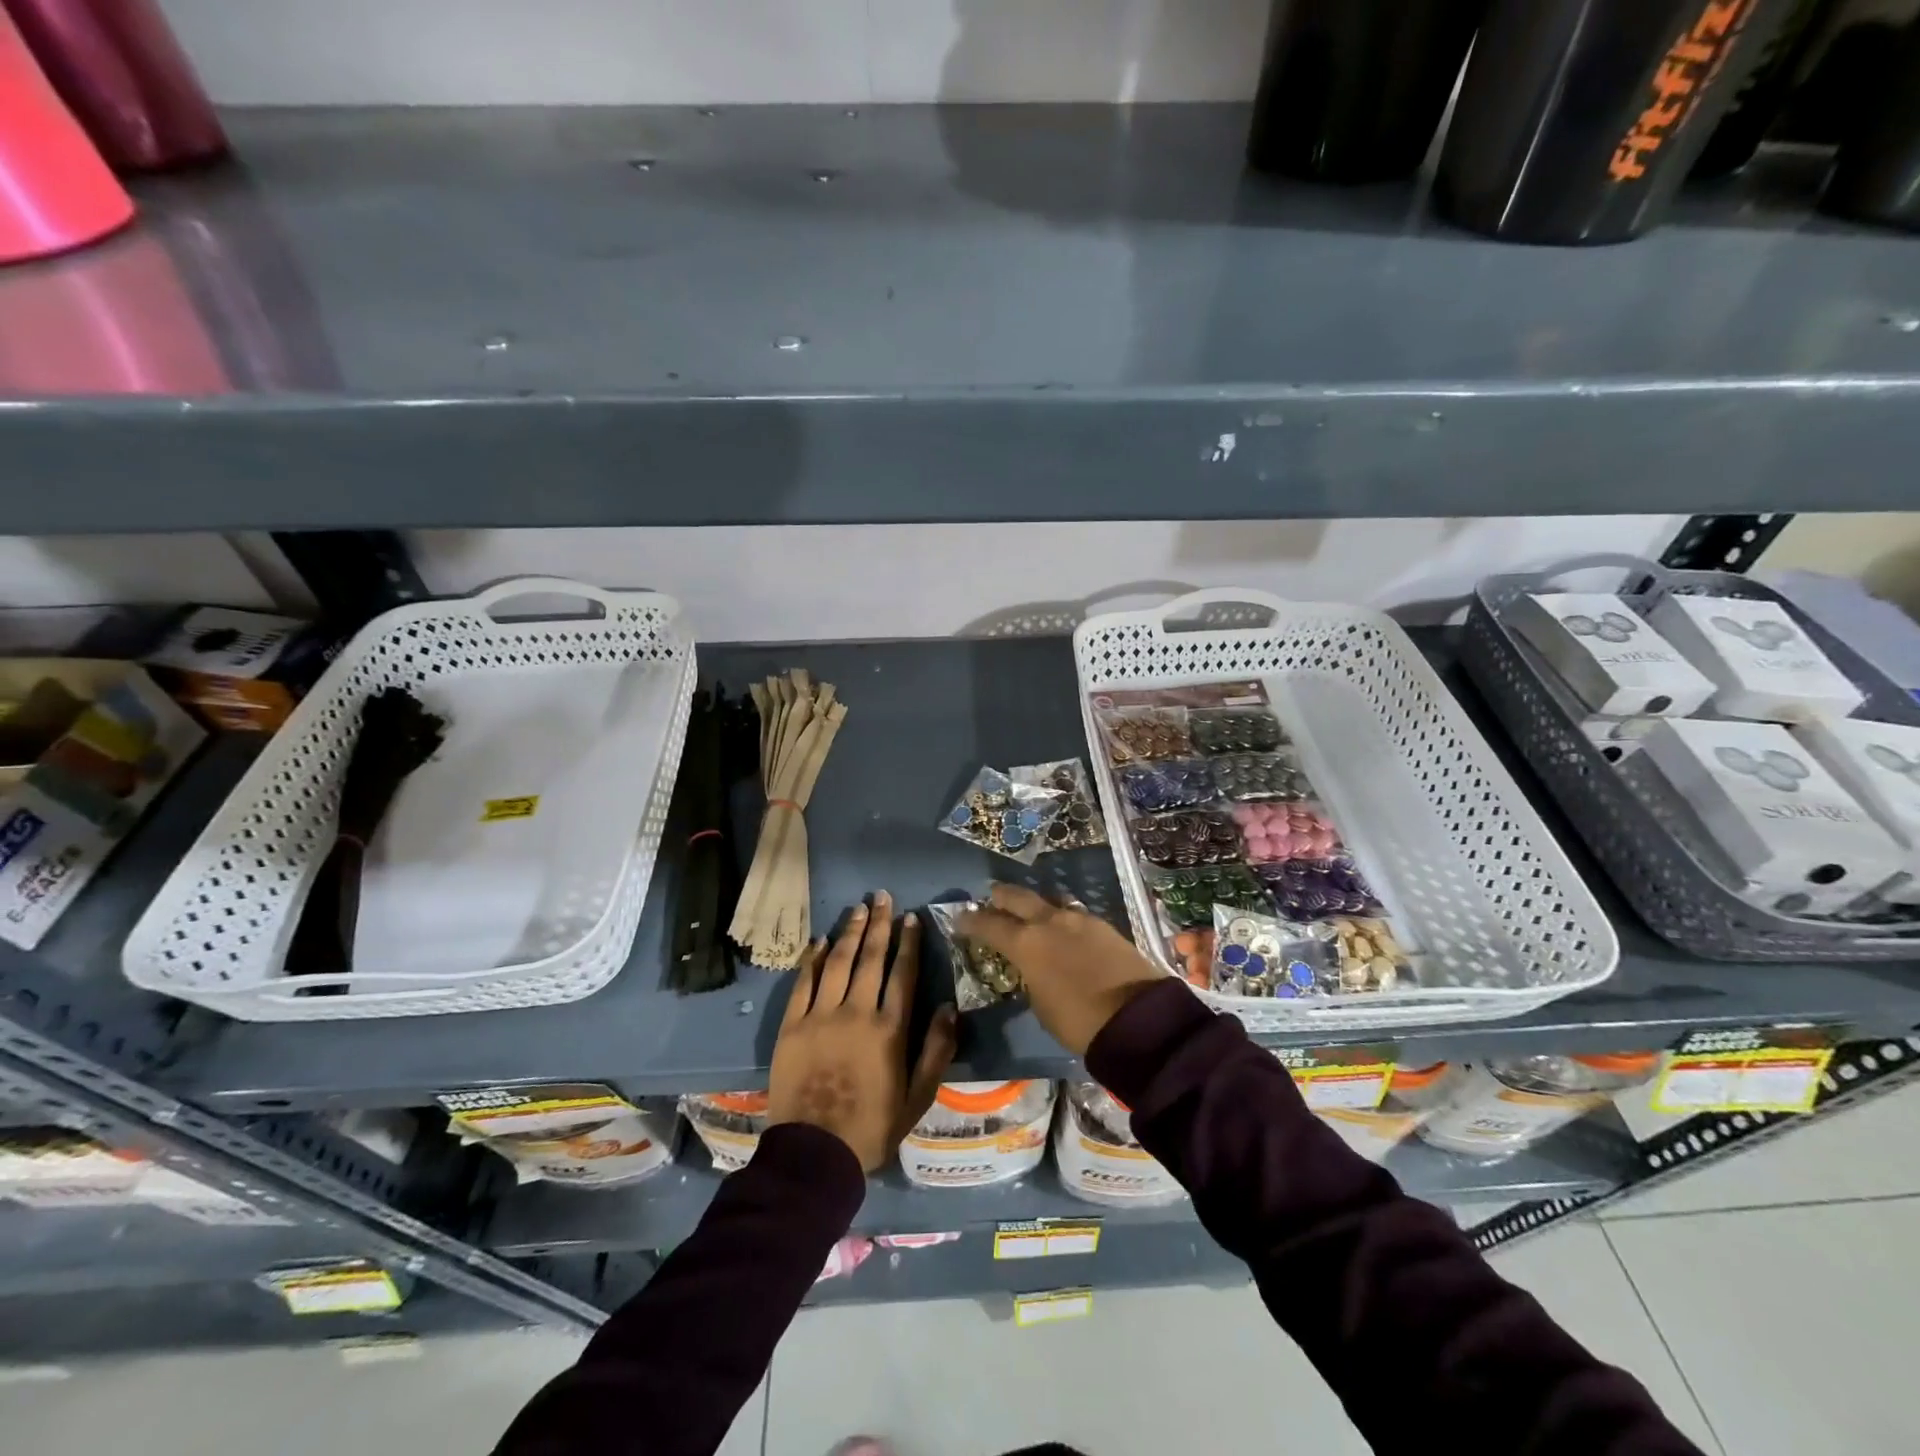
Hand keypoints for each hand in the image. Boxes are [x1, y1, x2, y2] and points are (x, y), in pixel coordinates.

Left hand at [767, 891, 958, 1172]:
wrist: (814, 1154)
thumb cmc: (872, 1127)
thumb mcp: (918, 1097)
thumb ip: (937, 1050)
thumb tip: (951, 1006)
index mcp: (889, 1028)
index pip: (902, 973)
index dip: (908, 942)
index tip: (911, 917)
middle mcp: (856, 1012)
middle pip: (870, 958)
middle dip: (878, 924)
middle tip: (882, 896)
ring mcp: (820, 1016)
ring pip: (837, 962)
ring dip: (849, 932)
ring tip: (858, 908)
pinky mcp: (791, 1025)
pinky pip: (803, 983)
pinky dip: (812, 959)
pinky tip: (819, 940)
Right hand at [956, 884, 1163, 1055]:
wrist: (1137, 1018)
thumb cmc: (1079, 1021)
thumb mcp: (1040, 1004)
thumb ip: (1030, 976)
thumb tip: (1032, 966)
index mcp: (1027, 943)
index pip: (990, 924)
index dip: (971, 920)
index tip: (960, 918)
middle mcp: (1050, 921)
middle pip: (1018, 897)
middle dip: (1001, 896)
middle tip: (991, 897)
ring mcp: (1080, 919)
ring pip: (1050, 899)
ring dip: (1036, 902)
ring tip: (1031, 910)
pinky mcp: (1104, 925)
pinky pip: (1074, 912)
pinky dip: (1062, 916)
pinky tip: (1064, 927)